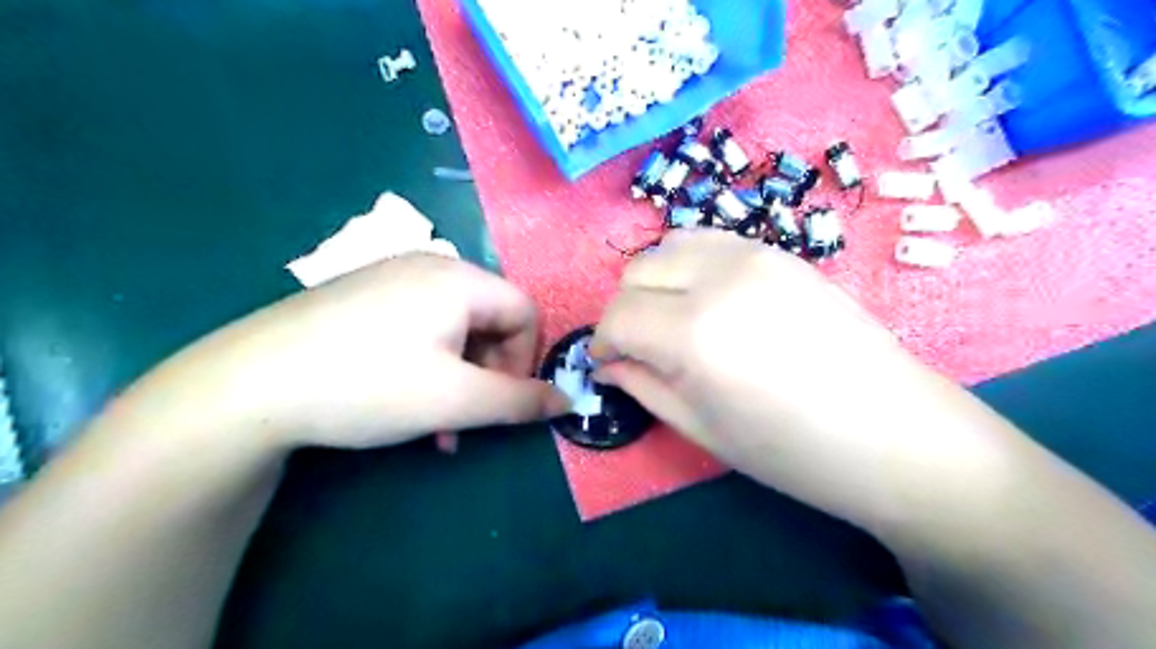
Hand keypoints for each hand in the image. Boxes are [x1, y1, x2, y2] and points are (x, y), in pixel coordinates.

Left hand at [147, 253, 572, 451]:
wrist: (247, 386)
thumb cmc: (368, 385)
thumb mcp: (456, 400)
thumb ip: (520, 402)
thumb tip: (567, 402)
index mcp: (459, 278)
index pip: (525, 312)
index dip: (526, 360)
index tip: (502, 401)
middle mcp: (430, 267)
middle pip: (490, 320)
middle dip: (489, 374)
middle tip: (467, 418)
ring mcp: (392, 279)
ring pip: (455, 330)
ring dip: (459, 377)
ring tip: (436, 423)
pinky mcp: (364, 298)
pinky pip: (420, 329)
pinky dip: (428, 365)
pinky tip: (405, 400)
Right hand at [591, 232, 1007, 529]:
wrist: (896, 433)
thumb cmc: (794, 451)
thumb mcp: (702, 428)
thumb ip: (643, 386)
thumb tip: (607, 364)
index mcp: (695, 332)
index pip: (618, 317)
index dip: (602, 342)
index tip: (607, 363)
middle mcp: (718, 277)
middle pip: (638, 272)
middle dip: (625, 310)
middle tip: (640, 347)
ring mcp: (754, 255)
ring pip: (670, 245)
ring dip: (656, 281)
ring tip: (671, 319)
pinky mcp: (780, 252)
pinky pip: (711, 242)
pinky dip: (690, 265)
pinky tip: (708, 300)